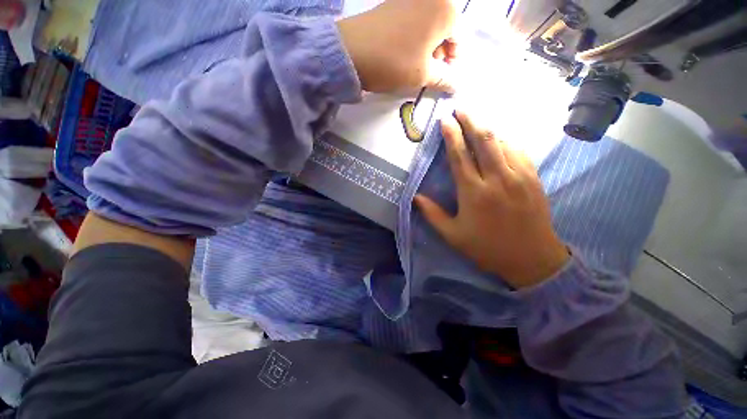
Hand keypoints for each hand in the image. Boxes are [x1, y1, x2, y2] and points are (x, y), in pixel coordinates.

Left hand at [337, 0, 457, 92]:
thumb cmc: (394, 62)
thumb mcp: (423, 75)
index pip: (460, 40)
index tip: (443, 79)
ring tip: (415, 67)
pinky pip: (414, 22)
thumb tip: (456, 85)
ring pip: (429, 27)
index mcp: (445, 10)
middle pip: (445, 30)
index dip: (453, 63)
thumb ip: (444, 79)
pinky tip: (404, 54)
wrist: (352, 51)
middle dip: (440, 55)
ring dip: (427, 49)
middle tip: (428, 75)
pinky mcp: (395, 3)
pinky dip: (415, 39)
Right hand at [415, 111, 569, 288]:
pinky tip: (499, 138)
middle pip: (484, 140)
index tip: (445, 119)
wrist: (532, 259)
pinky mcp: (533, 178)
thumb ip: (432, 214)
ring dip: (488, 128)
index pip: (460, 155)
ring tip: (476, 120)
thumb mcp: (453, 235)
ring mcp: (519, 176)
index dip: (451, 135)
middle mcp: (496, 179)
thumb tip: (416, 197)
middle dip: (471, 120)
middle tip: (461, 108)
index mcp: (473, 192)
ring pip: (503, 141)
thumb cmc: (487, 248)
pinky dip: (506, 140)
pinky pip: (519, 150)